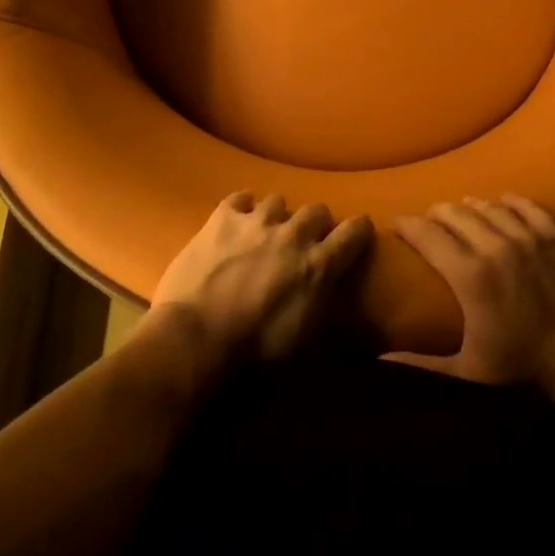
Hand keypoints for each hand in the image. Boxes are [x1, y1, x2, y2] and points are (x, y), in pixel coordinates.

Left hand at [152, 191, 373, 365]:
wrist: (195, 341)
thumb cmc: (254, 356)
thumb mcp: (304, 347)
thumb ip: (323, 312)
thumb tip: (331, 303)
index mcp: (318, 266)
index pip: (354, 232)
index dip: (359, 230)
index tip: (358, 233)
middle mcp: (293, 235)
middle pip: (316, 211)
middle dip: (315, 224)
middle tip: (305, 243)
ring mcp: (256, 222)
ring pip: (278, 200)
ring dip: (277, 217)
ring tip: (267, 233)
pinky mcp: (222, 219)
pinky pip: (239, 199)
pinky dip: (242, 209)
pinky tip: (236, 222)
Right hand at [387, 195, 554, 386]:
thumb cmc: (524, 364)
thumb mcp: (469, 370)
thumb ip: (422, 363)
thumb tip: (380, 359)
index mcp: (469, 275)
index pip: (427, 235)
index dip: (408, 225)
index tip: (397, 223)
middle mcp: (494, 245)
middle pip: (455, 213)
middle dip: (437, 213)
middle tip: (430, 219)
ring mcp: (528, 235)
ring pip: (489, 206)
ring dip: (471, 206)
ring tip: (463, 210)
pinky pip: (527, 206)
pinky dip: (511, 201)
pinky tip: (504, 201)